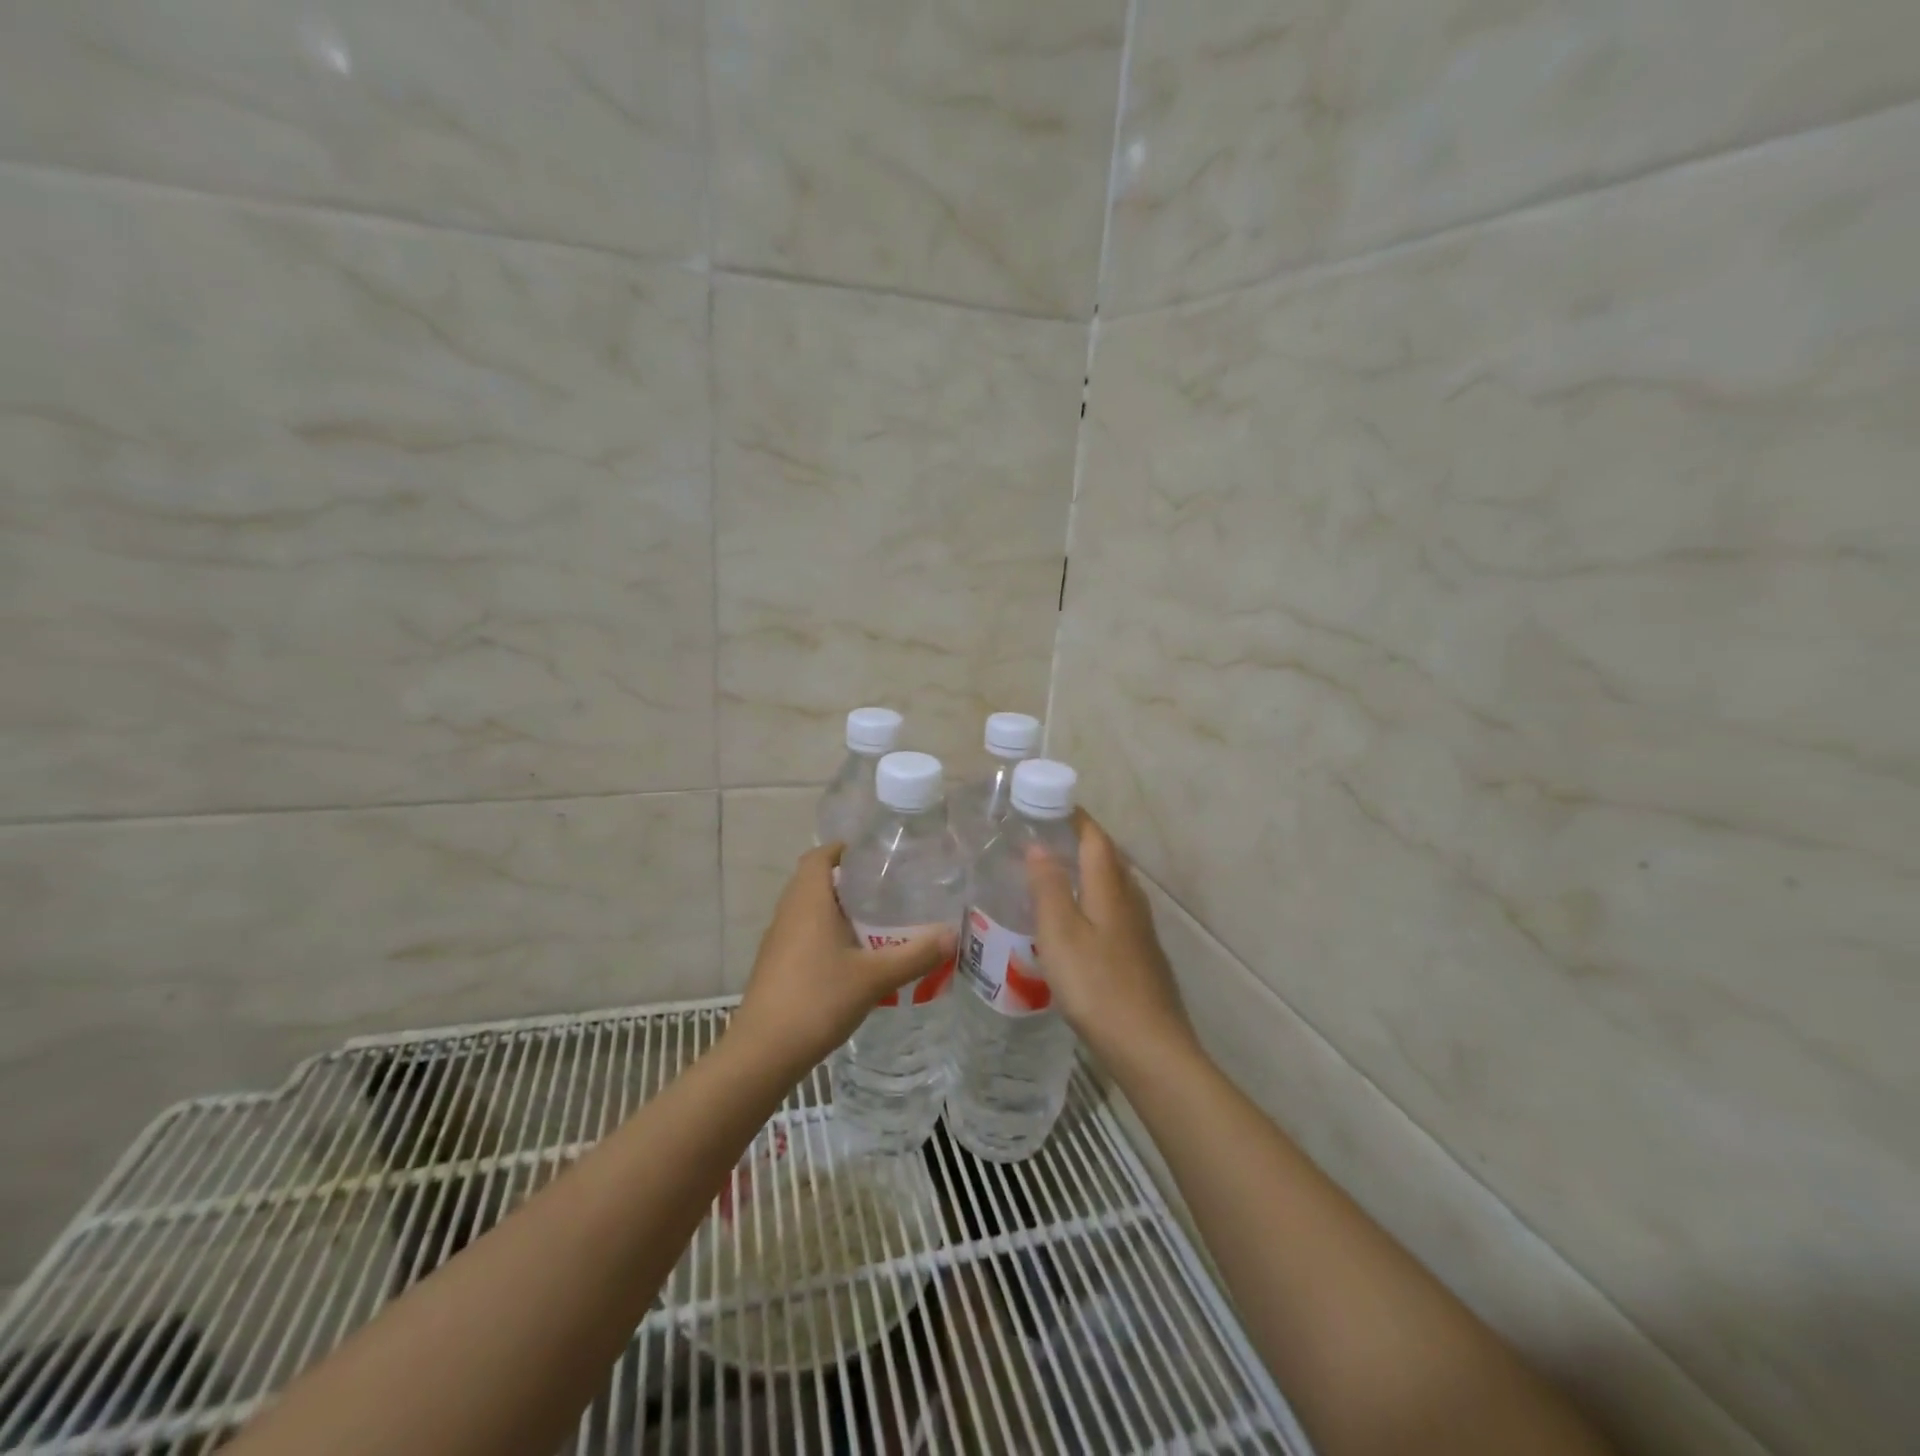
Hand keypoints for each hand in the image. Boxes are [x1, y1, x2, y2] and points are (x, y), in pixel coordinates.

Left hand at [727, 843, 955, 1076]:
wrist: (763, 1052)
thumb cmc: (817, 999)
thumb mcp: (874, 977)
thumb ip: (915, 954)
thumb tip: (953, 935)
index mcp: (808, 900)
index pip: (820, 856)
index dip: (844, 849)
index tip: (875, 854)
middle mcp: (789, 912)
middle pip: (815, 881)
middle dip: (848, 880)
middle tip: (887, 887)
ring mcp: (779, 941)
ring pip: (809, 910)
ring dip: (838, 909)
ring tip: (877, 920)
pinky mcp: (776, 966)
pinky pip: (804, 935)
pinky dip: (827, 934)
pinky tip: (854, 957)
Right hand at [1026, 812, 1200, 1075]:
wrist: (1149, 1046)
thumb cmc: (1097, 985)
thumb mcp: (1060, 933)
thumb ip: (1048, 887)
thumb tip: (1040, 846)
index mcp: (1110, 888)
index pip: (1095, 837)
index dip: (1074, 817)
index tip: (1046, 806)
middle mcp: (1131, 900)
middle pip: (1108, 858)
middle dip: (1079, 841)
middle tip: (1044, 839)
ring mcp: (1140, 930)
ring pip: (1114, 886)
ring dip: (1087, 872)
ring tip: (1055, 877)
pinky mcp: (1141, 955)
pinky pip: (1115, 912)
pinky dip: (1094, 901)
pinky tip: (1078, 923)